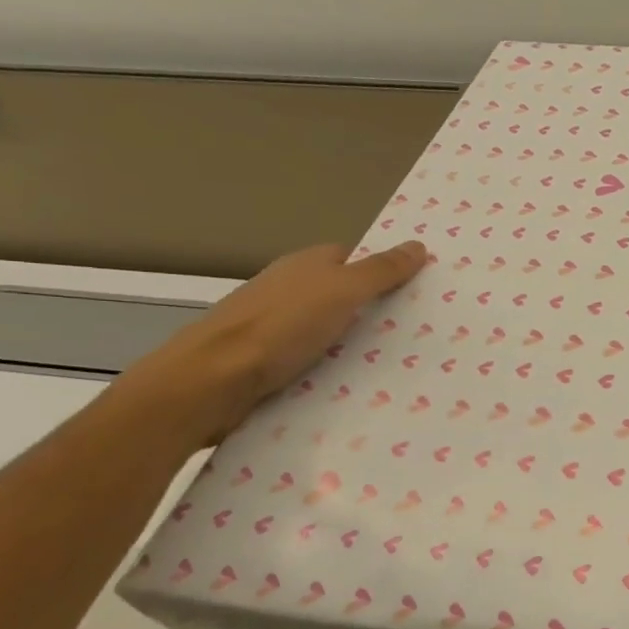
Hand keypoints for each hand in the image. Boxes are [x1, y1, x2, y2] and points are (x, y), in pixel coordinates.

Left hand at [118, 242, 427, 446]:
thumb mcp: (342, 291)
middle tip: (417, 329)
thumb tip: (418, 245)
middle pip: (341, 294)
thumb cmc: (280, 327)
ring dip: (354, 343)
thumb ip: (381, 271)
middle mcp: (287, 290)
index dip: (382, 270)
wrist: (210, 381)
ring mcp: (273, 326)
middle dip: (373, 309)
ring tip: (395, 361)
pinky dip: (332, 368)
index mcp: (303, 265)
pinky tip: (353, 383)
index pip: (352, 258)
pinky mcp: (264, 362)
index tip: (417, 289)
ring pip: (327, 329)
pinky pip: (311, 359)